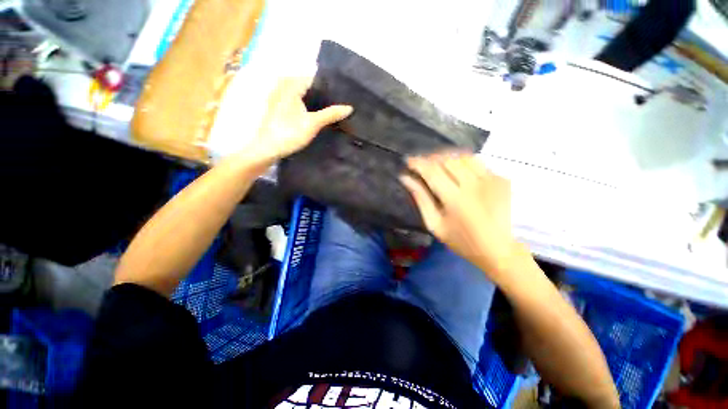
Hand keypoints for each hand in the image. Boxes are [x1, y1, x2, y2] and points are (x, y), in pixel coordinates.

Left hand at [253, 77, 352, 160]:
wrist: (267, 149)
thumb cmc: (290, 133)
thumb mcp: (313, 123)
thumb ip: (331, 114)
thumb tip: (350, 108)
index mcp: (291, 84)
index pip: (314, 79)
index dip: (329, 86)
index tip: (342, 95)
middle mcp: (283, 86)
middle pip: (308, 86)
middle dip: (323, 94)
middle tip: (339, 103)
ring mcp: (279, 96)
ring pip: (302, 94)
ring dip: (315, 100)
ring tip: (331, 109)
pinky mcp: (278, 107)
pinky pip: (296, 100)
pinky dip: (306, 105)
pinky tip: (315, 114)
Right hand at [401, 153, 519, 274]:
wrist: (499, 248)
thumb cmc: (461, 240)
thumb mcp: (435, 224)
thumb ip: (421, 199)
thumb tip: (406, 178)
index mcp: (455, 199)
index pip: (432, 172)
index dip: (418, 163)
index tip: (408, 160)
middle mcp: (474, 185)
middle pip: (447, 159)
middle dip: (431, 158)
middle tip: (422, 164)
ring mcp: (491, 179)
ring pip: (463, 156)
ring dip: (447, 157)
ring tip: (437, 164)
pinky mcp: (501, 179)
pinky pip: (477, 162)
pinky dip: (463, 162)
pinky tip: (457, 170)